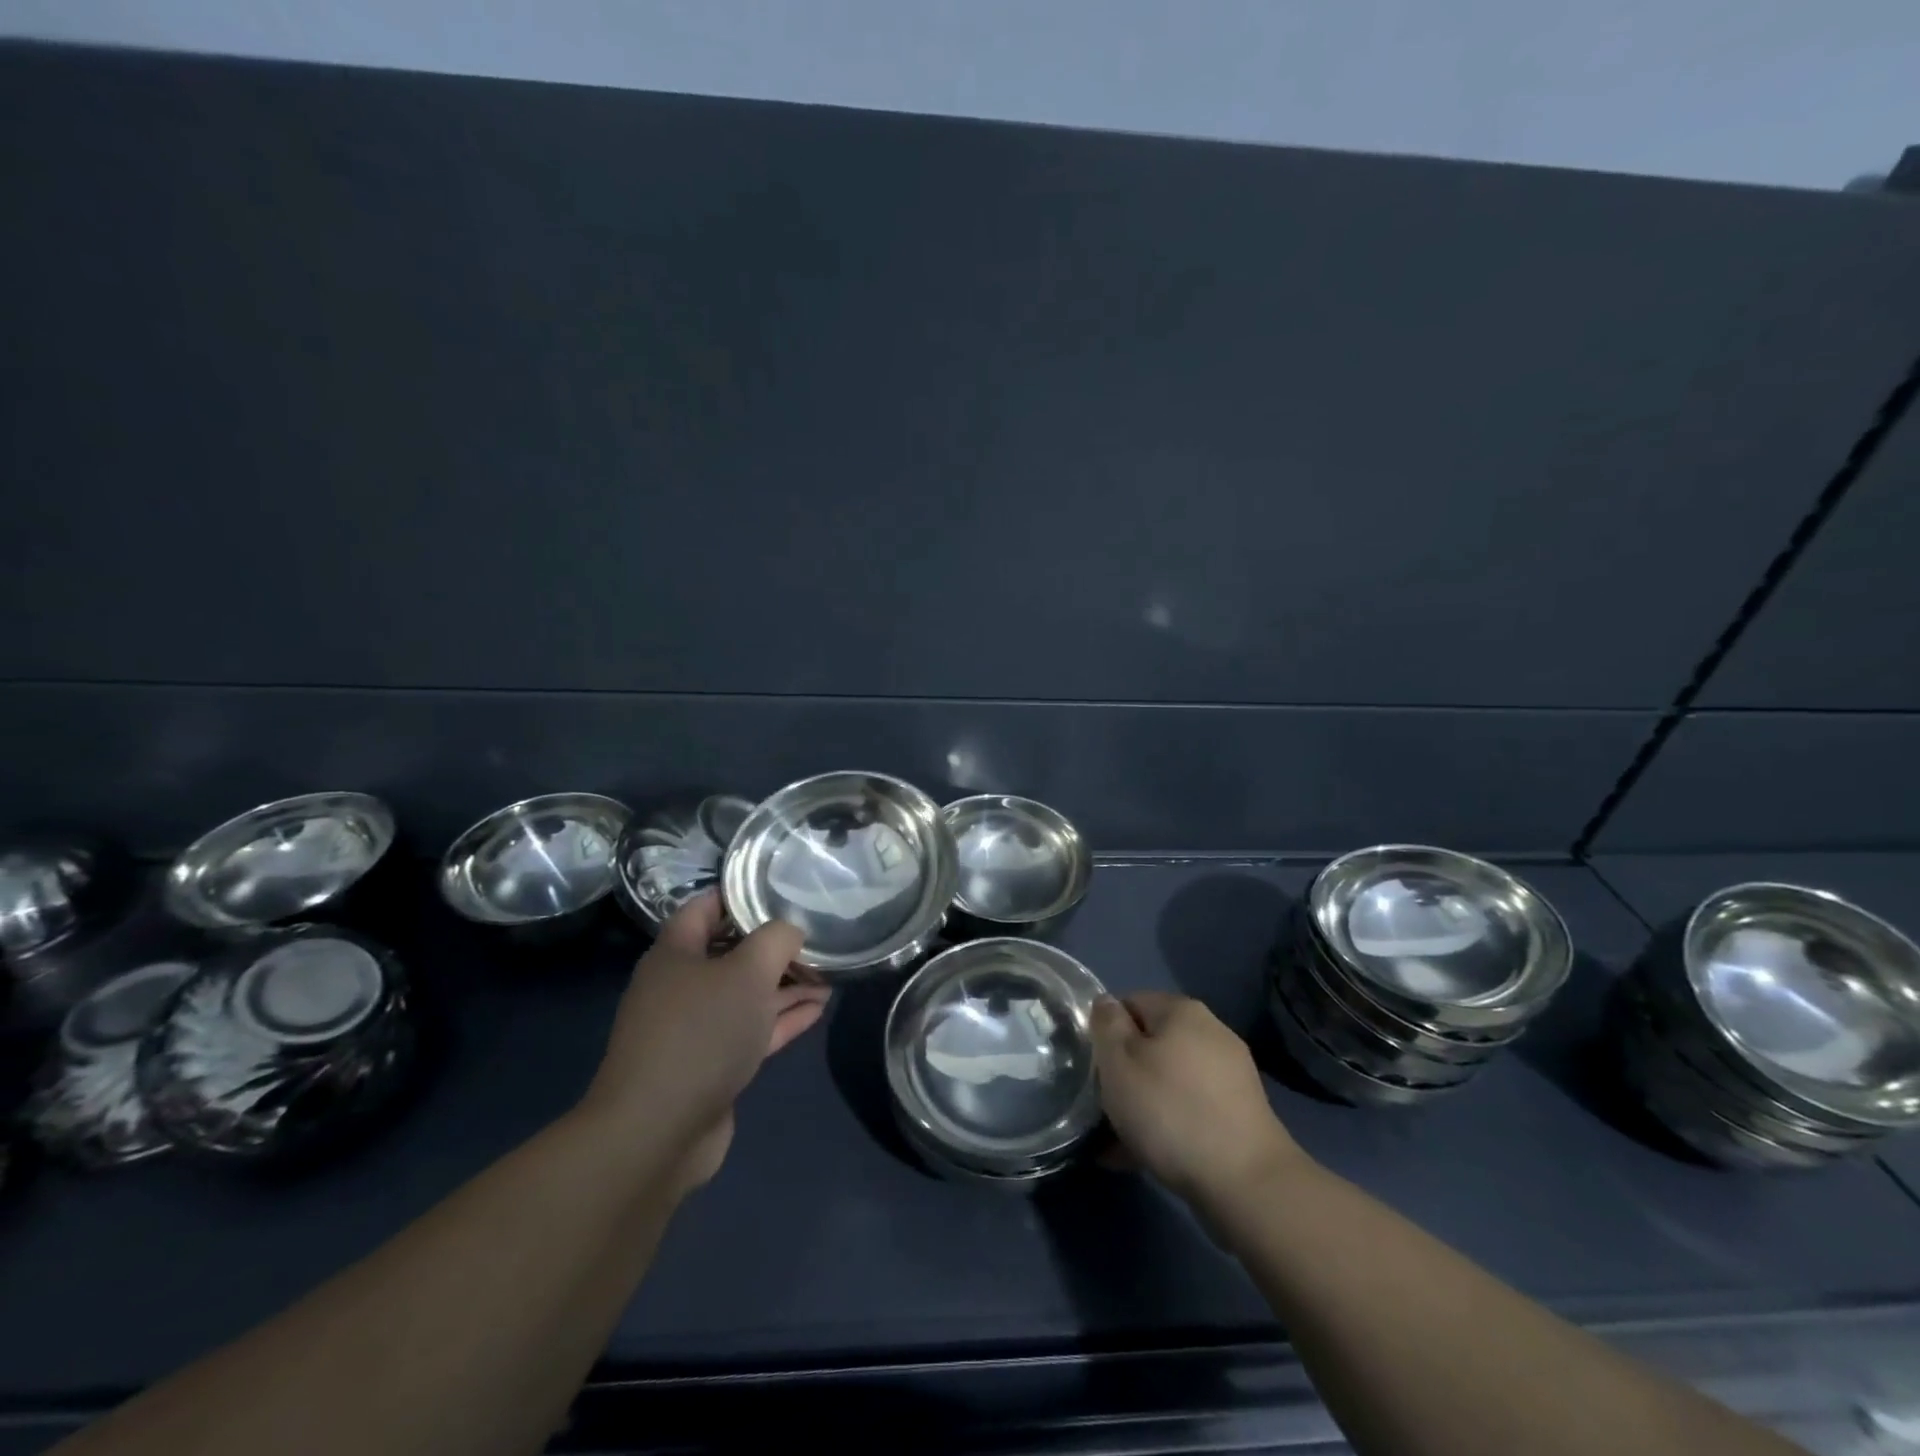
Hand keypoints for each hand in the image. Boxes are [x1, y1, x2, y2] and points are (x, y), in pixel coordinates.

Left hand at [581, 893, 829, 1190]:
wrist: (658, 1131)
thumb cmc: (701, 1033)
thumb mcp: (747, 971)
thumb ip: (776, 939)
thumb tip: (792, 931)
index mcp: (676, 953)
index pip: (707, 907)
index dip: (742, 894)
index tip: (784, 890)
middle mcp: (681, 986)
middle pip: (733, 953)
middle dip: (775, 946)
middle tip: (818, 939)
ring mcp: (695, 1029)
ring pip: (747, 995)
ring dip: (786, 984)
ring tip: (830, 975)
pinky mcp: (711, 1065)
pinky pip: (752, 1030)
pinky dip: (783, 1018)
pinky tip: (818, 1008)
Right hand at [1091, 992, 1305, 1206]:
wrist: (1246, 1182)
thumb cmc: (1170, 1110)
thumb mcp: (1119, 1062)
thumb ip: (1107, 1026)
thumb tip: (1107, 1004)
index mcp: (1182, 1010)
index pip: (1130, 1003)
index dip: (1106, 1032)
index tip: (1094, 1068)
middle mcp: (1211, 1032)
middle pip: (1151, 1044)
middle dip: (1124, 1073)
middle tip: (1104, 1108)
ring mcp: (1230, 1075)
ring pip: (1169, 1080)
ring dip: (1142, 1104)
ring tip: (1117, 1144)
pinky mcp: (1240, 1114)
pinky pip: (1190, 1109)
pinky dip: (1167, 1125)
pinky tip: (1144, 1157)